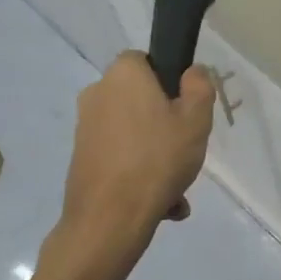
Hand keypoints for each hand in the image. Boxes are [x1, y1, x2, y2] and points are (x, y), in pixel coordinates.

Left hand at [40, 54, 214, 279]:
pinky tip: (161, 202)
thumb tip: (191, 72)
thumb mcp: (196, 118)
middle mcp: (97, 94)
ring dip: (156, 154)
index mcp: (123, 75)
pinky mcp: (81, 159)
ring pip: (134, 133)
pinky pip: (121, 157)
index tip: (187, 106)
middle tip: (187, 148)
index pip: (146, 59)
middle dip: (165, 123)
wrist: (109, 220)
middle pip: (141, 99)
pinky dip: (140, 173)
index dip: (169, 79)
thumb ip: (199, 86)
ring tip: (178, 188)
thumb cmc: (158, 158)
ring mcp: (84, 129)